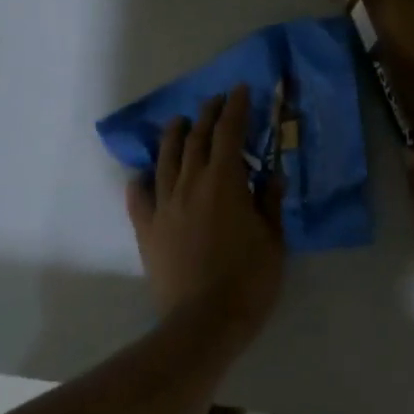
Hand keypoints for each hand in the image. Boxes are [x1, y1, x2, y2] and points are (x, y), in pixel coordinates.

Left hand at [126, 85, 285, 337]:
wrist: (203, 322)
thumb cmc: (248, 280)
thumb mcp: (274, 240)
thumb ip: (271, 203)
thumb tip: (272, 175)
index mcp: (224, 182)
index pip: (229, 133)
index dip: (236, 108)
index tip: (240, 90)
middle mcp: (190, 183)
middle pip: (196, 139)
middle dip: (207, 115)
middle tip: (215, 101)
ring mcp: (164, 205)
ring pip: (166, 159)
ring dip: (174, 136)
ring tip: (178, 122)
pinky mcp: (147, 229)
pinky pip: (139, 197)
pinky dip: (142, 181)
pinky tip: (143, 174)